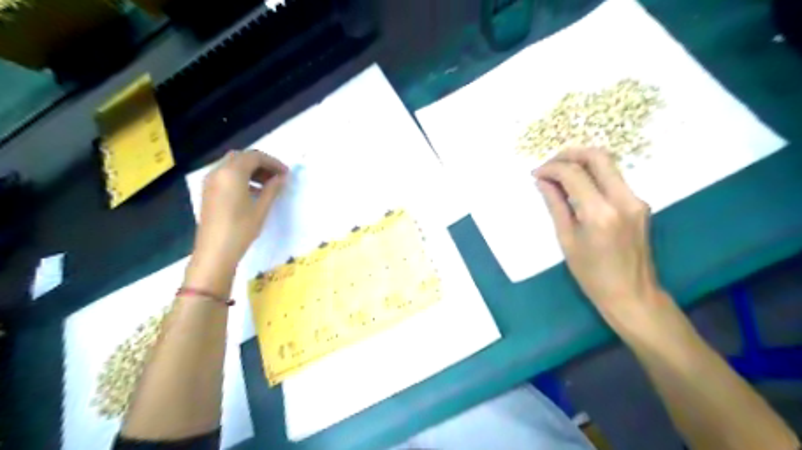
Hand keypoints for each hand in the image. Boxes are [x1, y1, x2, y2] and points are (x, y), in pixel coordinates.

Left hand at [190, 151, 287, 277]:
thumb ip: (272, 189)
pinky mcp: (208, 191)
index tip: (286, 173)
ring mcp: (210, 182)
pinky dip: (241, 177)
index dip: (273, 162)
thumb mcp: (261, 209)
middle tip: (277, 176)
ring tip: (268, 184)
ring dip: (251, 170)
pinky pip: (226, 175)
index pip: (254, 156)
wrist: (215, 251)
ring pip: (233, 165)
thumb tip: (281, 178)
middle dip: (261, 164)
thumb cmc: (241, 229)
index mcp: (232, 173)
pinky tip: (253, 192)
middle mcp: (218, 172)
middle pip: (242, 157)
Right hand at [535, 149, 667, 332]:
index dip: (551, 168)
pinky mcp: (640, 203)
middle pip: (598, 156)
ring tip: (559, 175)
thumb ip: (555, 205)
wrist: (632, 294)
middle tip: (549, 165)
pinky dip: (592, 176)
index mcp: (600, 213)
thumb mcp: (566, 240)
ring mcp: (636, 199)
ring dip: (581, 163)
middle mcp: (623, 199)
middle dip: (569, 154)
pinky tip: (577, 188)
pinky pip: (613, 179)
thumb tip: (542, 181)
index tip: (536, 174)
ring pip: (608, 164)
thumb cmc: (592, 275)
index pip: (574, 173)